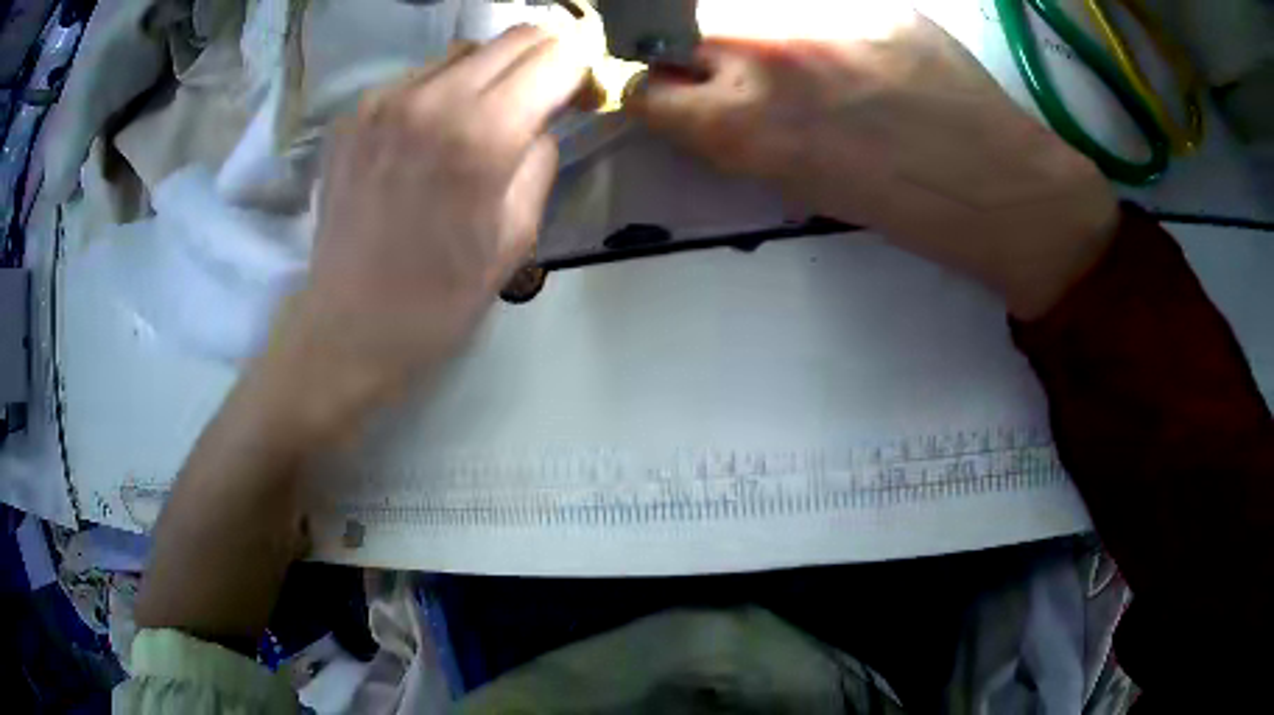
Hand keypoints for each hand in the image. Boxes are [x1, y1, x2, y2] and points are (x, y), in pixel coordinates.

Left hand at [263, 26, 588, 435]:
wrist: (349, 326)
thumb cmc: (441, 297)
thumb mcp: (519, 235)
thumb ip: (541, 157)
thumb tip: (541, 118)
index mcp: (483, 134)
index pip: (557, 53)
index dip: (583, 68)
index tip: (583, 97)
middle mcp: (431, 98)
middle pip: (515, 37)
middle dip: (545, 59)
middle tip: (545, 98)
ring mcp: (383, 100)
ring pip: (464, 50)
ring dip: (491, 73)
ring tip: (484, 118)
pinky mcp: (354, 114)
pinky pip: (418, 77)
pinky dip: (442, 91)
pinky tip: (432, 134)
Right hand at [629, 13, 1118, 319]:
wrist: (996, 187)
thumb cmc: (899, 206)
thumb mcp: (798, 182)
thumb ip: (740, 131)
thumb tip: (710, 100)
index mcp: (740, 125)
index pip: (644, 90)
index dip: (657, 96)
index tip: (674, 97)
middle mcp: (762, 57)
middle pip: (677, 28)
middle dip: (689, 51)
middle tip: (729, 69)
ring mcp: (816, 16)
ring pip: (739, 9)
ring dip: (748, 31)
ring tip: (799, 57)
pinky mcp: (867, 1)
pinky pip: (807, 3)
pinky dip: (810, 20)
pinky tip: (849, 47)